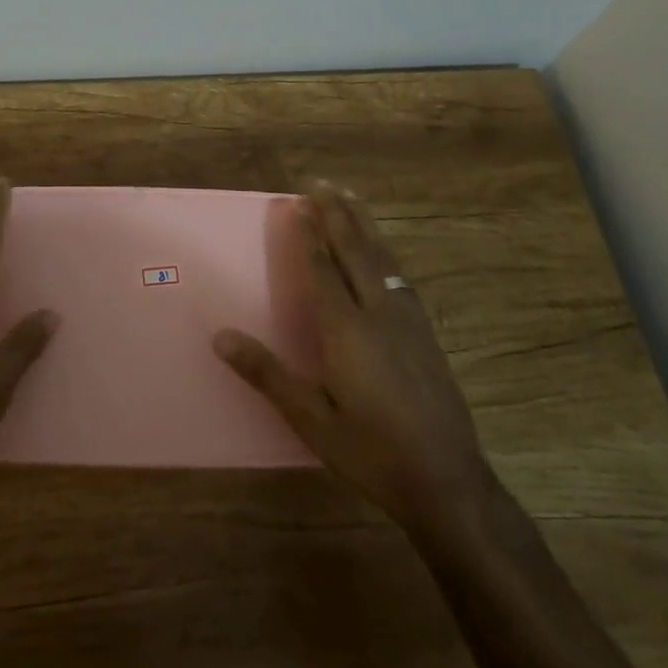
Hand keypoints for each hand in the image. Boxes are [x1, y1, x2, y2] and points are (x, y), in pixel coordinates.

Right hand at [214, 181, 489, 529]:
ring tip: (351, 199)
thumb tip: (219, 336)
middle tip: (322, 183)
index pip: (323, 268)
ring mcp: (409, 321)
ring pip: (384, 258)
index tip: (296, 202)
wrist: (448, 483)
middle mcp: (379, 312)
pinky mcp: (426, 334)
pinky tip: (385, 254)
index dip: (308, 233)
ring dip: (364, 225)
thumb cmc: (371, 452)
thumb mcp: (311, 419)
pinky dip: (385, 252)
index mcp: (348, 329)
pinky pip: (401, 276)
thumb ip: (267, 374)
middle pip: (356, 250)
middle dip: (338, 214)